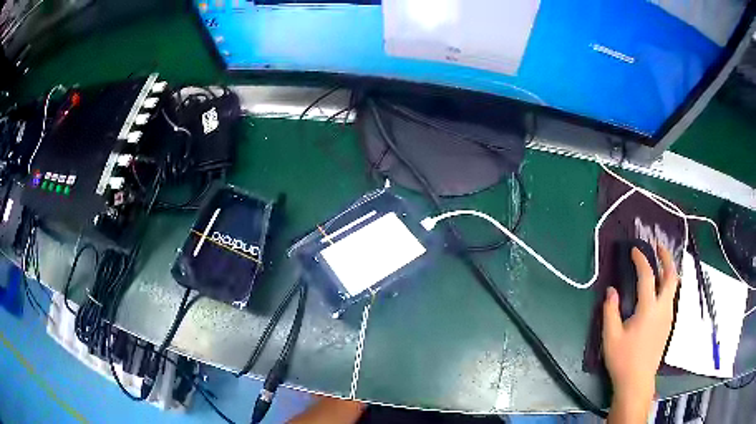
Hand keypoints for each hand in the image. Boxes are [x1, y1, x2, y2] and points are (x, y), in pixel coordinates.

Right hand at [603, 244, 678, 422]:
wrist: (637, 381)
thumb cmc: (623, 360)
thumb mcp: (611, 337)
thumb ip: (610, 311)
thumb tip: (611, 291)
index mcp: (648, 309)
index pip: (647, 276)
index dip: (641, 260)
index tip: (635, 250)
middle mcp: (663, 308)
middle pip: (671, 276)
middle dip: (666, 258)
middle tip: (658, 247)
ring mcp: (668, 316)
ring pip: (674, 286)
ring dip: (668, 270)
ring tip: (659, 264)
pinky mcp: (668, 324)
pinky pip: (671, 297)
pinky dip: (667, 285)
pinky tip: (659, 289)